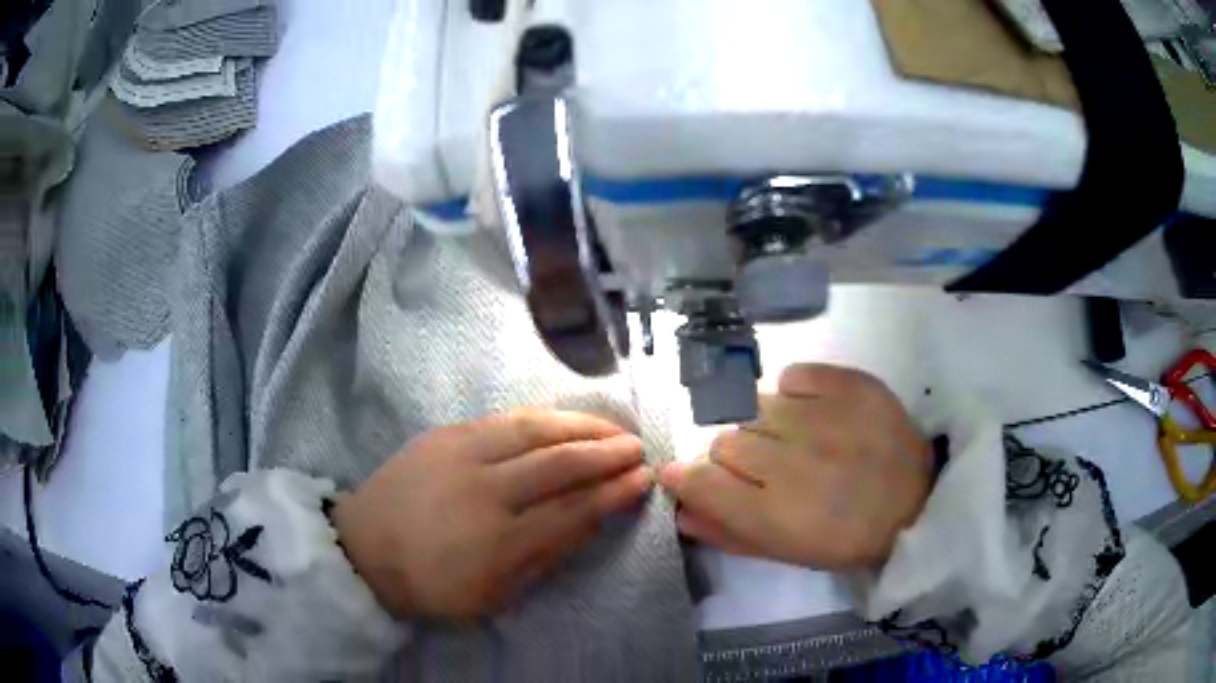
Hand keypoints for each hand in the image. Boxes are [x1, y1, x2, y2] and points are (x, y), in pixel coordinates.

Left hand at [332, 409, 650, 618]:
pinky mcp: (444, 434)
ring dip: (580, 425)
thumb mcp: (495, 593)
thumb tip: (592, 520)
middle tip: (636, 447)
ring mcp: (461, 454)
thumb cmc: (434, 584)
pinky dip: (542, 418)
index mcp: (499, 541)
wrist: (366, 548)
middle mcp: (485, 490)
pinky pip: (503, 419)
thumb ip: (546, 556)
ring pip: (534, 429)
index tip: (643, 480)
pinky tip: (562, 420)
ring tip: (610, 427)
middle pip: (559, 462)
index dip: (614, 493)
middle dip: (607, 452)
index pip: (573, 509)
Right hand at [660, 364, 932, 569]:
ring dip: (765, 426)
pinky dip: (795, 391)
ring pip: (756, 407)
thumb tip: (681, 508)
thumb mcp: (786, 551)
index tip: (690, 478)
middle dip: (735, 458)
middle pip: (725, 440)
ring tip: (796, 440)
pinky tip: (813, 412)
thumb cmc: (847, 538)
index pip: (700, 480)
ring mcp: (825, 417)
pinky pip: (794, 375)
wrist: (917, 503)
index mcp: (774, 513)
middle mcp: (793, 460)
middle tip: (766, 469)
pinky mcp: (852, 385)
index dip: (687, 477)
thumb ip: (728, 532)